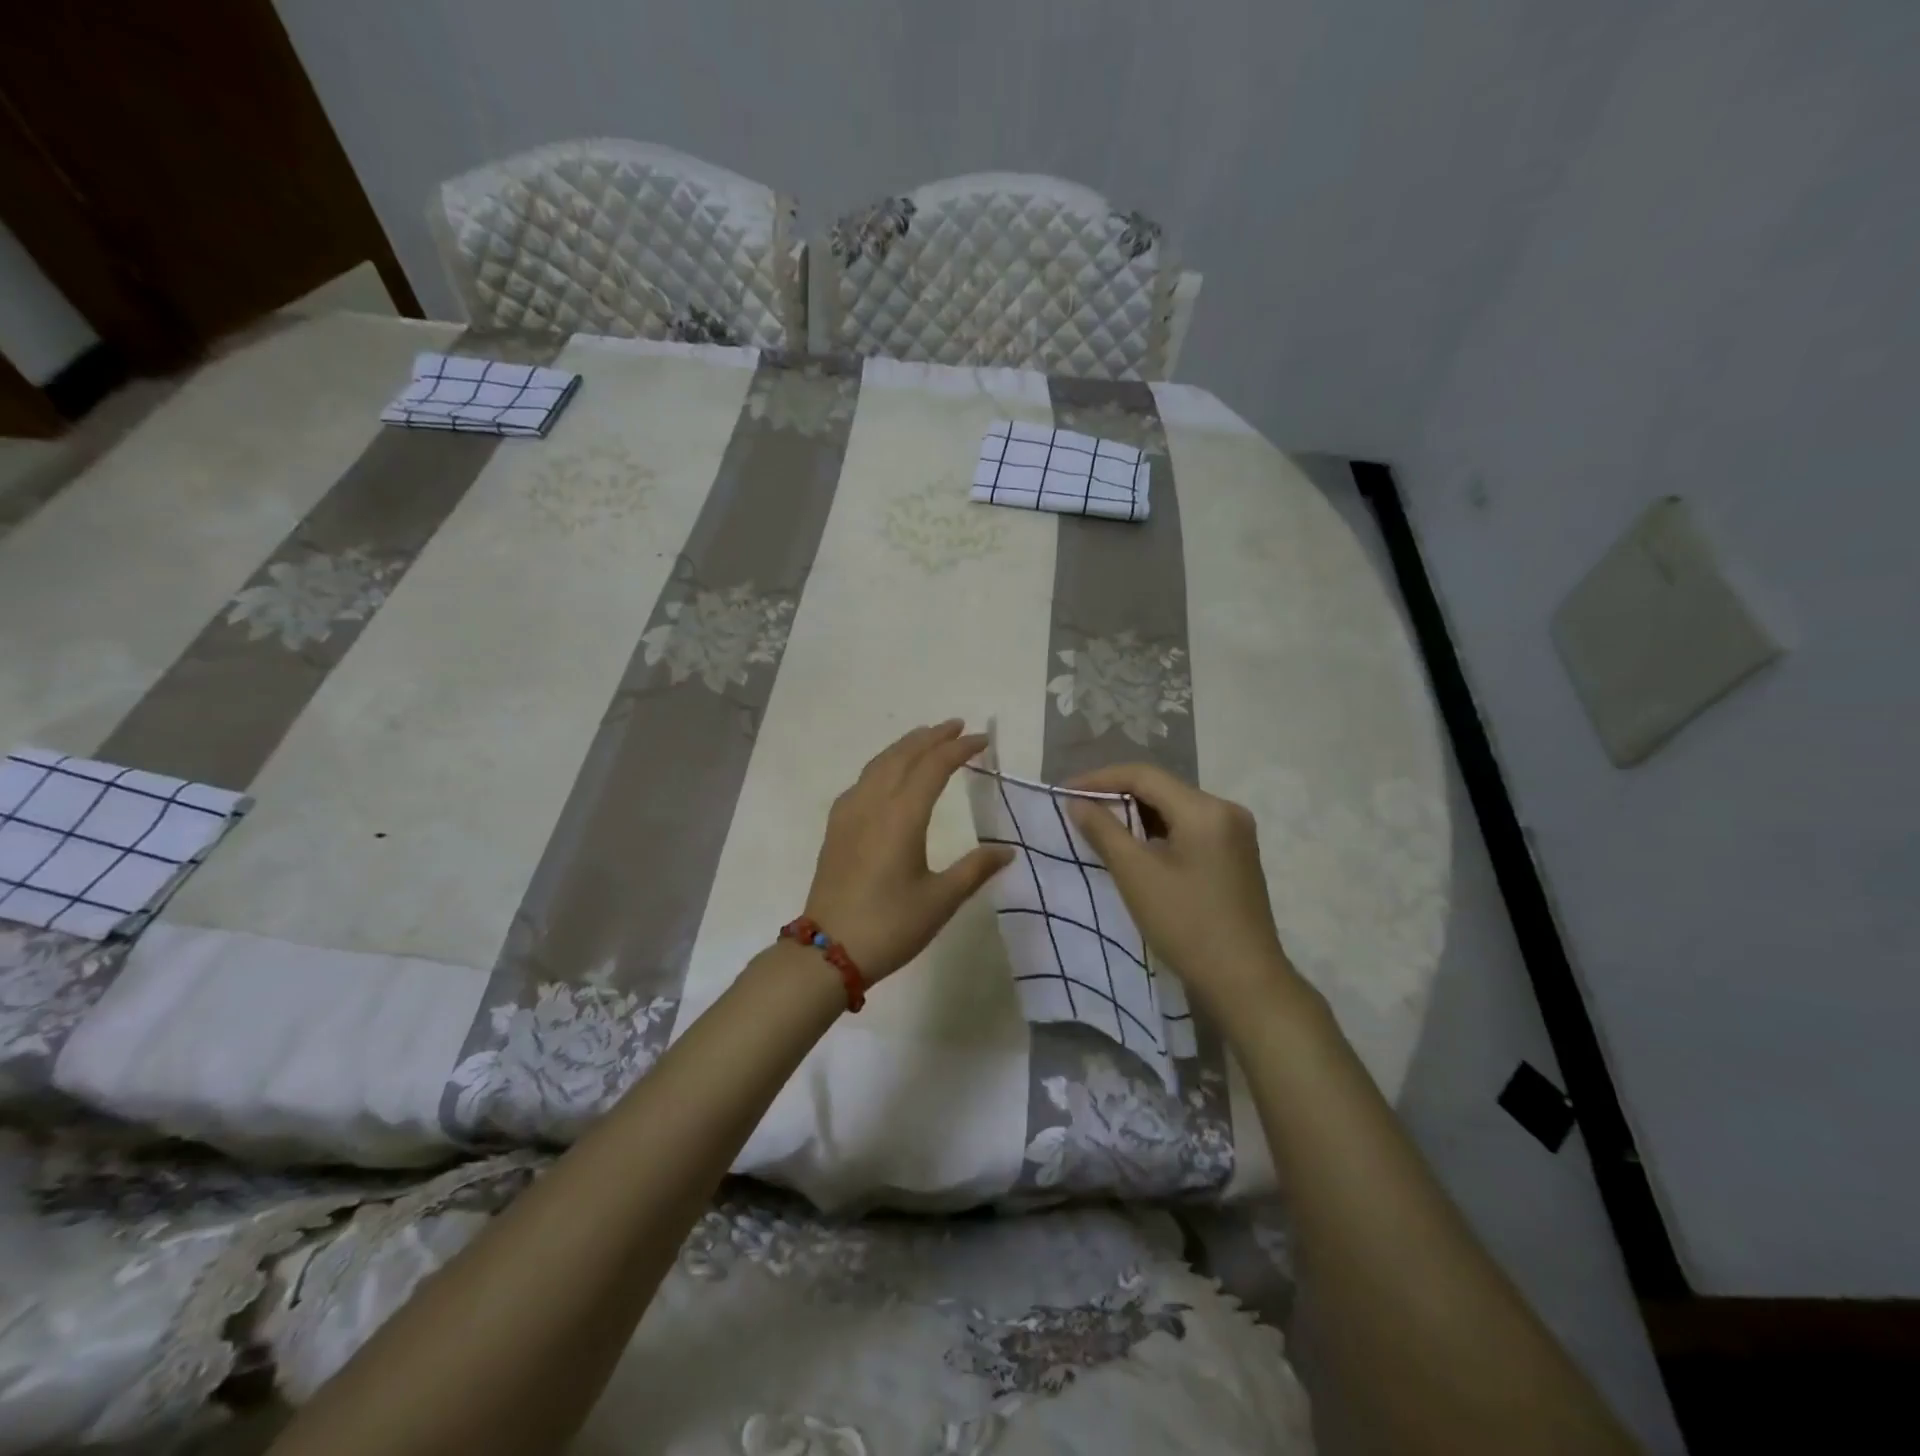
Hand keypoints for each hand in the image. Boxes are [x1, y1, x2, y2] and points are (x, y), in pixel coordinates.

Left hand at [802, 721, 1014, 981]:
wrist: (826, 951)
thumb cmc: (890, 926)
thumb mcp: (940, 900)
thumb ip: (974, 869)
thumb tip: (1007, 850)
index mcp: (902, 816)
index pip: (934, 766)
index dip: (959, 748)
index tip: (983, 740)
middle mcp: (873, 804)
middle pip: (903, 755)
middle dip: (931, 737)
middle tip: (957, 726)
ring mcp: (849, 813)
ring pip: (878, 764)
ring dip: (905, 746)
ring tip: (925, 738)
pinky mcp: (836, 828)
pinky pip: (862, 780)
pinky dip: (882, 765)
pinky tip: (887, 775)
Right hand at [1066, 763, 1298, 1013]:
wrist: (1245, 981)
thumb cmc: (1186, 924)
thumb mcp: (1136, 875)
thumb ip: (1103, 831)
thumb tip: (1077, 802)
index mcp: (1205, 809)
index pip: (1144, 775)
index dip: (1100, 779)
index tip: (1066, 791)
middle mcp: (1226, 811)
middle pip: (1162, 789)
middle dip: (1118, 795)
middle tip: (1079, 809)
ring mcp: (1236, 834)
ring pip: (1175, 809)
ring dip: (1137, 815)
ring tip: (1099, 827)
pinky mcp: (1236, 856)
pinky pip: (1189, 829)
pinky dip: (1158, 832)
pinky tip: (1135, 847)